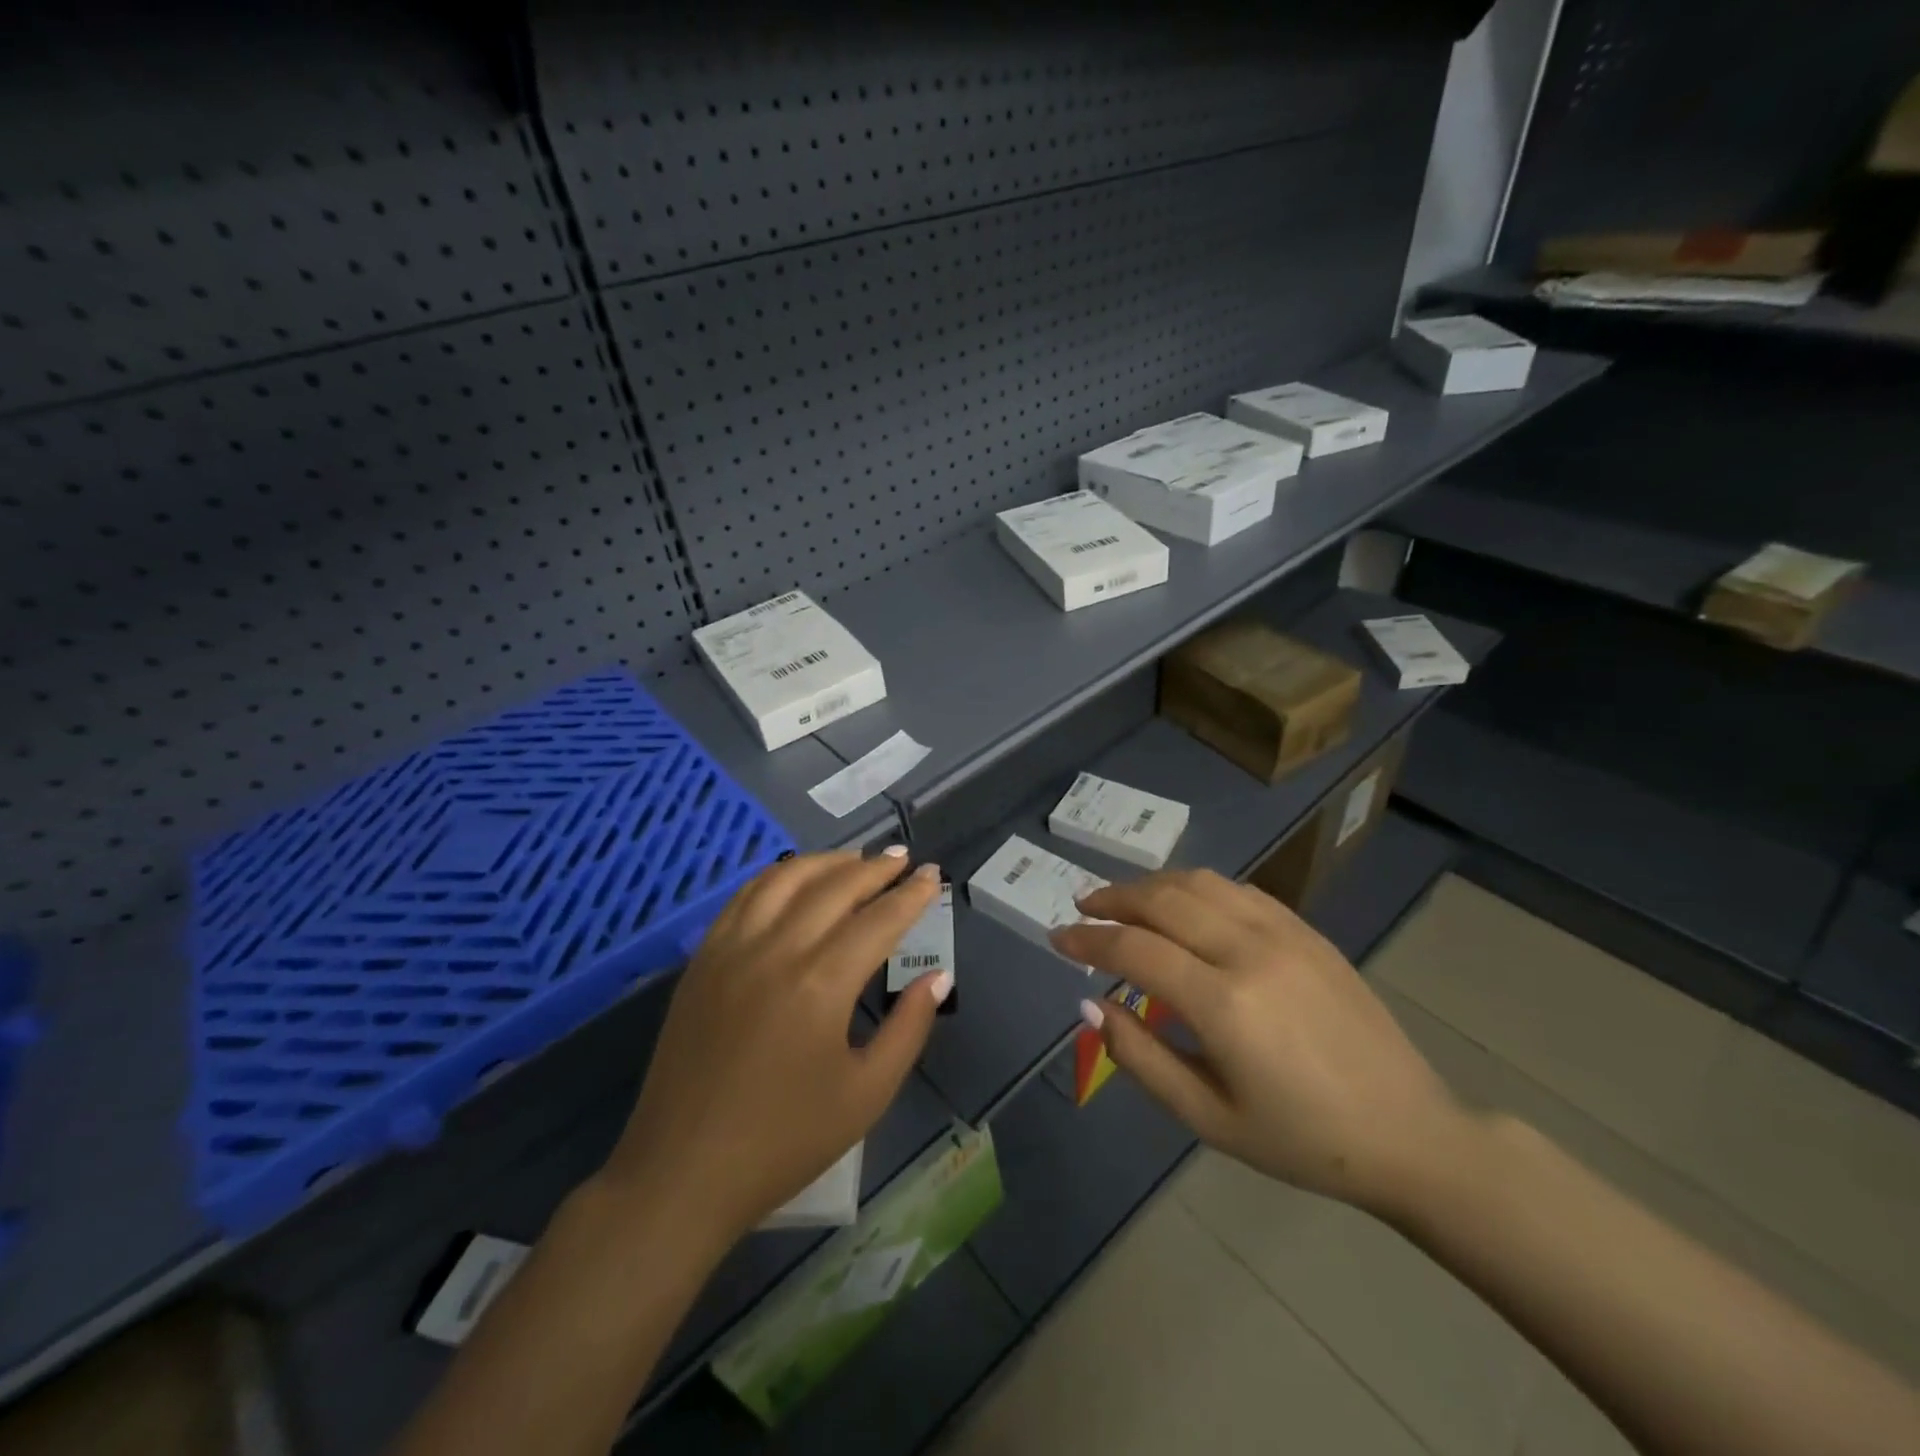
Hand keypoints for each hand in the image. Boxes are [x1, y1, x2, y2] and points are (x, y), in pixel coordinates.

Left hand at [599, 849, 949, 1246]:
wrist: (682, 1173)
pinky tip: (793, 880)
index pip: (878, 919)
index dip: (911, 895)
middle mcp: (776, 950)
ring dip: (826, 862)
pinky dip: (777, 877)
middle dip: (875, 869)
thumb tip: (938, 976)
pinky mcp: (703, 959)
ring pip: (785, 879)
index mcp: (821, 984)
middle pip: (835, 887)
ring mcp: (732, 949)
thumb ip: (908, 1029)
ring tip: (855, 860)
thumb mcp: (866, 1095)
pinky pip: (744, 897)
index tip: (931, 876)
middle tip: (902, 859)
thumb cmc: (783, 1141)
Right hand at [1050, 868, 1466, 1213]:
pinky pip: (1237, 890)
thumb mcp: (1208, 1119)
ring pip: (1199, 883)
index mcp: (1224, 1005)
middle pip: (1162, 900)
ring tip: (1122, 898)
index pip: (1134, 949)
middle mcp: (1249, 952)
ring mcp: (1283, 933)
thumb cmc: (1301, 1140)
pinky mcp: (1306, 930)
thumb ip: (1140, 1057)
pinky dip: (1195, 886)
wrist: (1409, 1132)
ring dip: (1150, 884)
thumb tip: (1090, 1002)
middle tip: (1081, 907)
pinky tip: (1181, 901)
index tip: (1057, 938)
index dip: (1087, 939)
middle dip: (1112, 898)